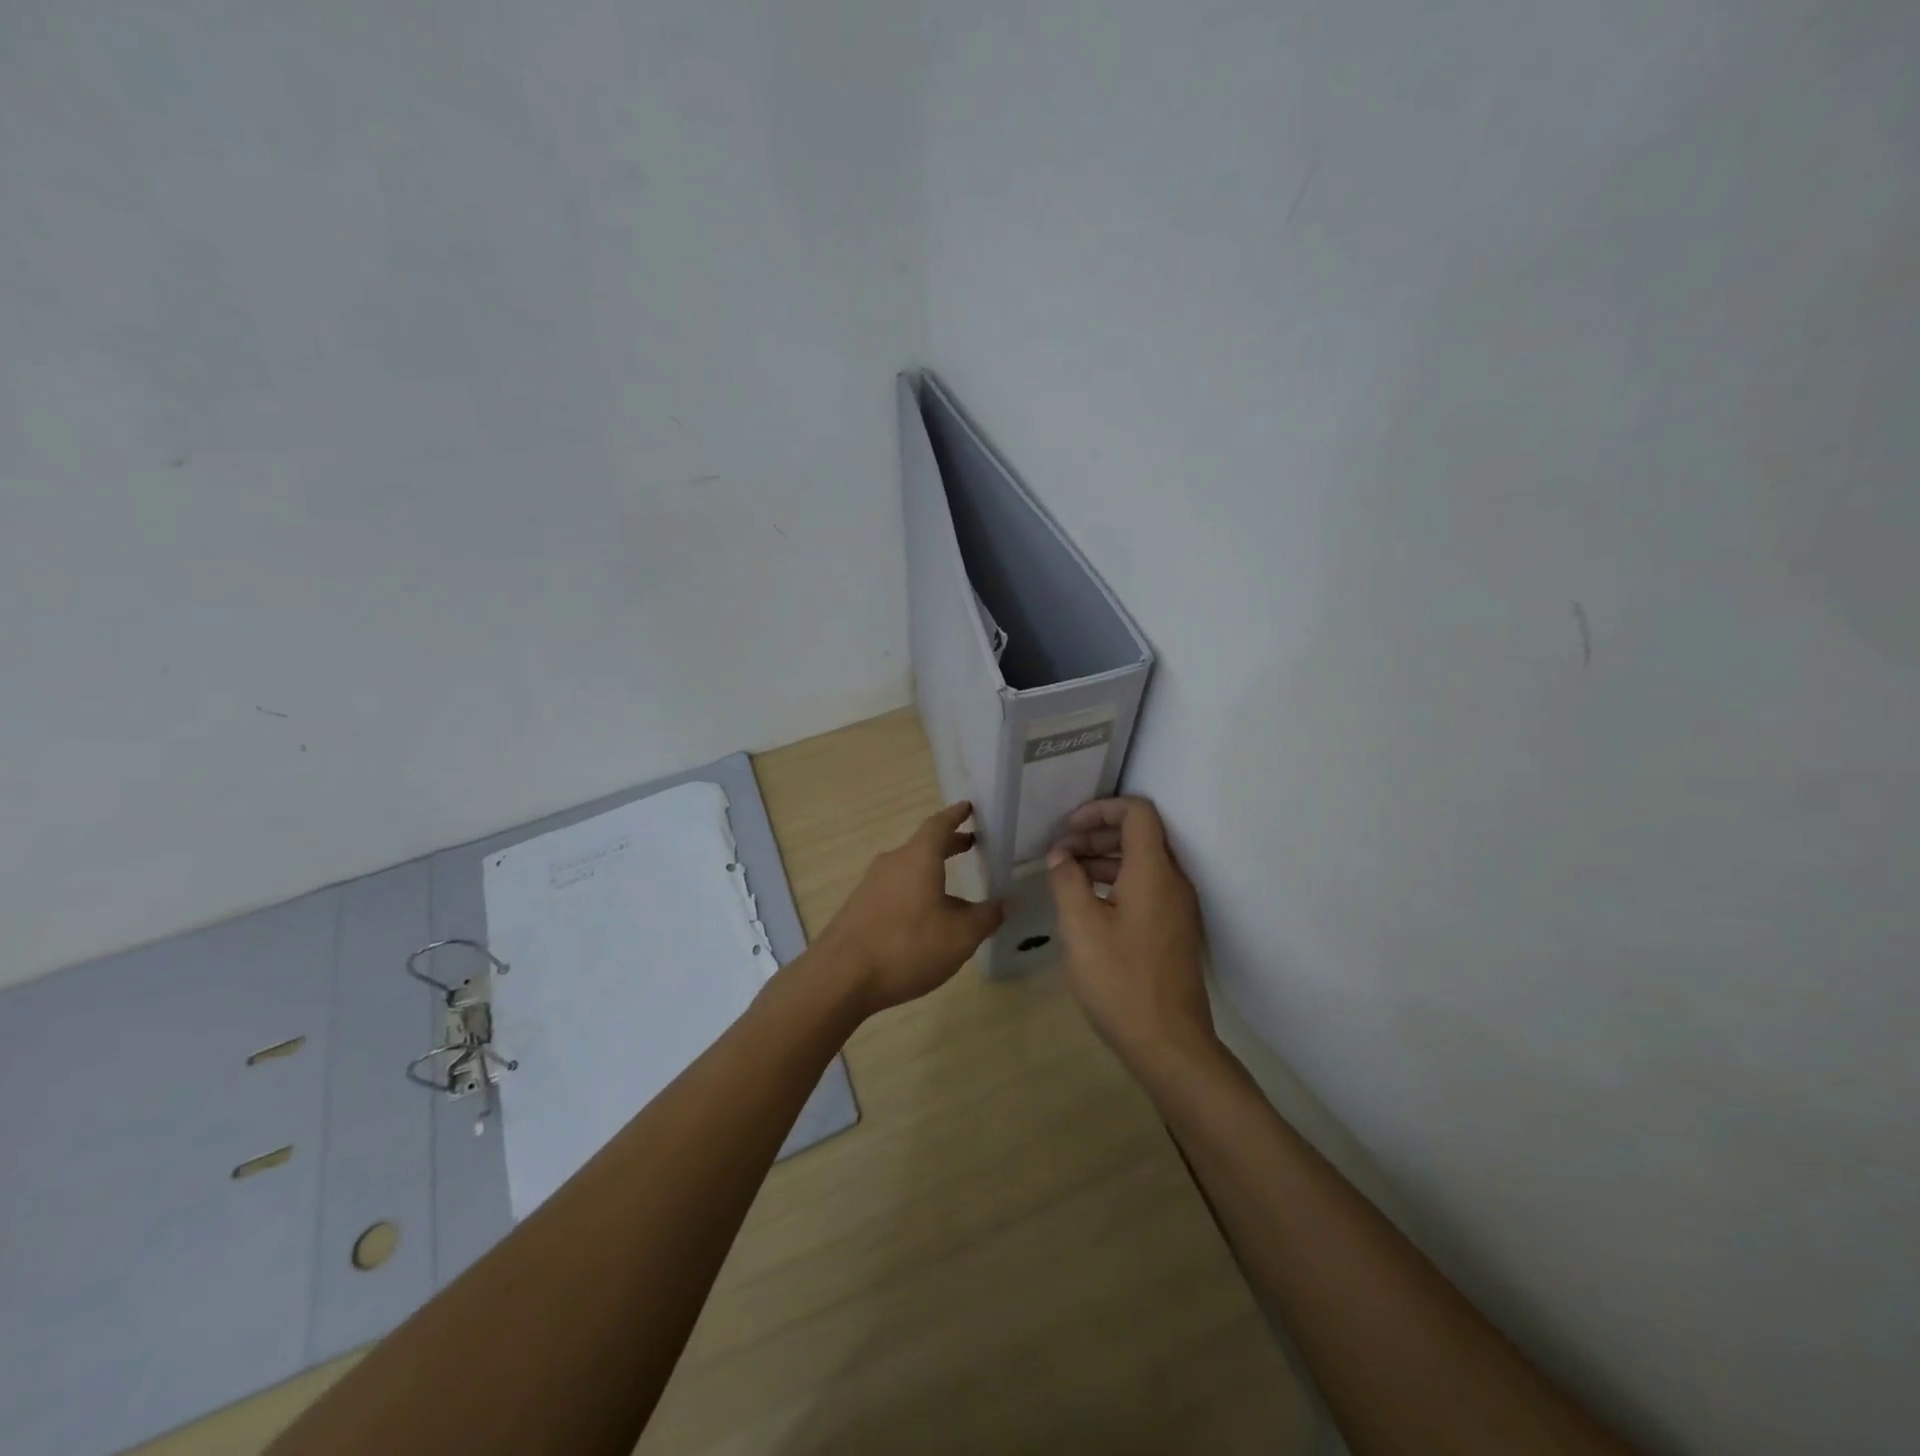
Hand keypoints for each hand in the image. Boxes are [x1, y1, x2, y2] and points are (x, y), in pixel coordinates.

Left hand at [813, 801, 1003, 1015]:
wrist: (840, 977)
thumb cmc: (907, 947)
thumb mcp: (960, 936)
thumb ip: (986, 917)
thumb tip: (1007, 903)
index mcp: (918, 858)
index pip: (939, 825)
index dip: (956, 815)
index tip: (969, 807)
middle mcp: (892, 863)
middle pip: (923, 845)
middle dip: (948, 844)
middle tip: (970, 844)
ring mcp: (871, 885)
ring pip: (908, 868)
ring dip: (930, 870)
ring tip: (952, 887)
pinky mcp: (859, 908)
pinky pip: (894, 889)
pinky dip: (914, 890)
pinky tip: (924, 917)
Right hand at [1046, 797, 1219, 1075]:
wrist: (1170, 1044)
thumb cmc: (1120, 980)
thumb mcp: (1080, 927)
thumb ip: (1067, 881)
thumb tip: (1061, 855)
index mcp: (1153, 872)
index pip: (1137, 812)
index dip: (1101, 808)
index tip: (1067, 827)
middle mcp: (1172, 882)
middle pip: (1139, 835)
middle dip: (1096, 834)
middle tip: (1059, 853)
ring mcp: (1177, 908)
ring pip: (1141, 864)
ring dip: (1103, 860)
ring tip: (1066, 876)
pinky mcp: (1173, 930)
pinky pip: (1145, 888)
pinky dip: (1115, 883)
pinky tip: (1087, 905)